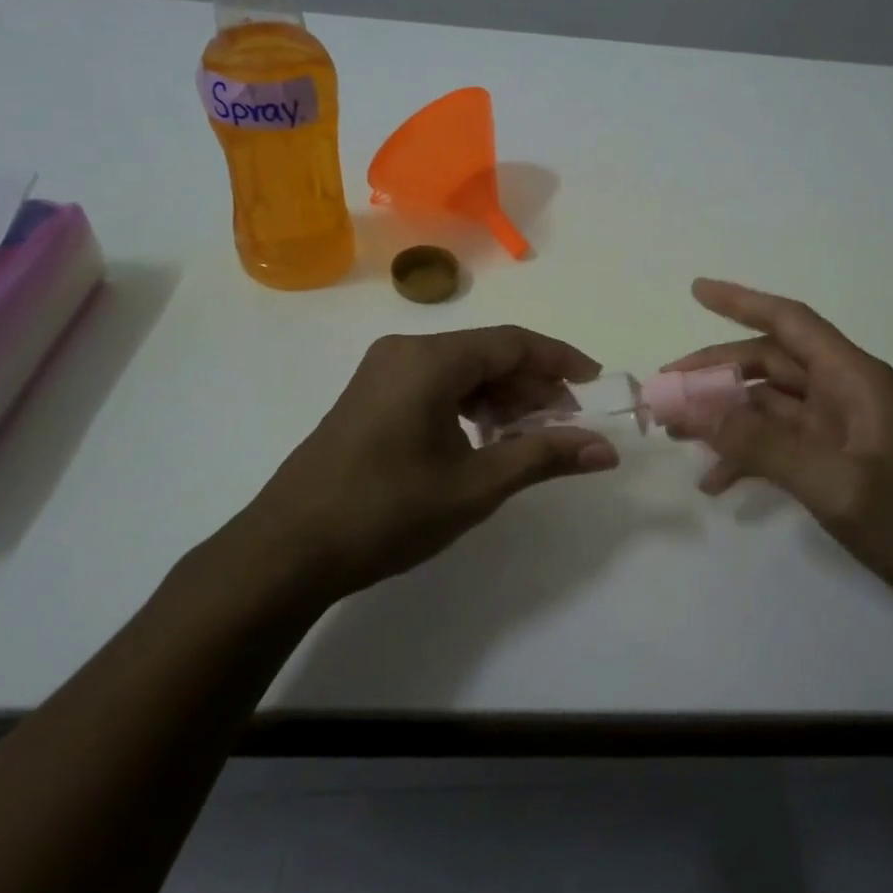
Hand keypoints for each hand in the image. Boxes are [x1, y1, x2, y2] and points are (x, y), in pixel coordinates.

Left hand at [233, 327, 619, 599]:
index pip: (512, 342)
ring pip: (460, 369)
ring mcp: (382, 372)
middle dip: (531, 384)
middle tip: (564, 423)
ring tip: (528, 435)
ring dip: (500, 396)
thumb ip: (543, 457)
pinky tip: (482, 440)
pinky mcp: (370, 396)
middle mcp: (405, 351)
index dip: (559, 360)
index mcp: (430, 360)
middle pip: (486, 353)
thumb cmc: (386, 513)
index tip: (594, 382)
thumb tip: (605, 450)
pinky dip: (468, 405)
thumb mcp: (475, 486)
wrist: (288, 551)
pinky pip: (434, 384)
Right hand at [665, 279, 892, 624]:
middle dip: (715, 373)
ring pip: (768, 405)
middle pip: (769, 365)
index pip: (790, 322)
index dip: (742, 301)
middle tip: (664, 392)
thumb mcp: (833, 482)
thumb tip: (693, 410)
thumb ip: (761, 444)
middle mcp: (844, 393)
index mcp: (853, 378)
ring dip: (724, 415)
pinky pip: (779, 444)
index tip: (696, 290)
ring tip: (676, 435)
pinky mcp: (837, 462)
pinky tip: (716, 481)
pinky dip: (747, 455)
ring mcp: (840, 429)